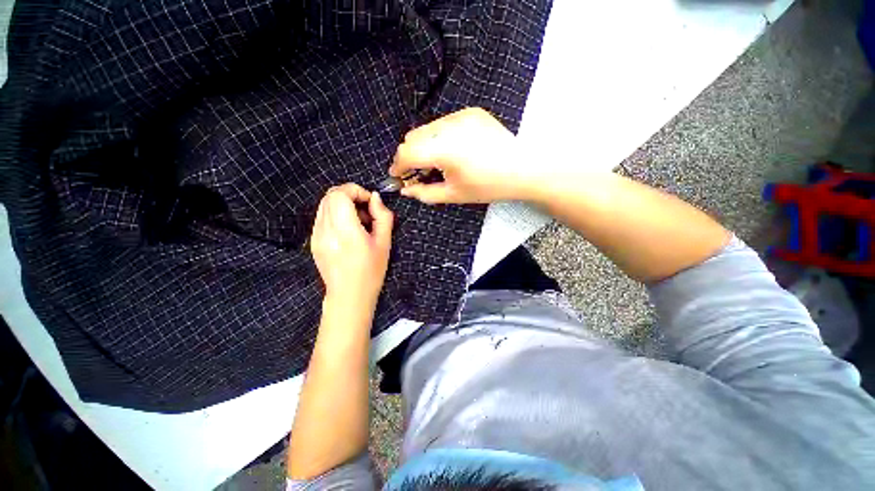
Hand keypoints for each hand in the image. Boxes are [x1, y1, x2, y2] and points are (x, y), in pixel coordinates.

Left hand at [310, 183, 393, 309]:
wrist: (349, 296)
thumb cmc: (371, 271)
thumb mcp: (385, 244)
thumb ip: (382, 216)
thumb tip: (375, 197)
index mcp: (345, 231)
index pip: (340, 195)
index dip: (356, 191)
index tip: (369, 202)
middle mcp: (326, 230)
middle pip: (330, 196)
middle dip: (350, 195)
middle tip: (365, 210)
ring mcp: (316, 236)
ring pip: (324, 204)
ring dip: (342, 204)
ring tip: (358, 221)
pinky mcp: (313, 241)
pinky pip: (322, 216)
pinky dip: (335, 214)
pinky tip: (348, 230)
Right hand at [389, 107, 536, 203]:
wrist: (523, 169)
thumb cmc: (489, 186)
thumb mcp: (454, 195)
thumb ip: (425, 193)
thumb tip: (406, 190)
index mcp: (444, 150)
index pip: (407, 153)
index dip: (398, 166)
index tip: (398, 176)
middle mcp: (449, 126)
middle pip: (413, 137)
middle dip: (408, 156)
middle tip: (417, 173)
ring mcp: (461, 115)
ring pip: (427, 129)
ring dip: (423, 146)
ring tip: (435, 163)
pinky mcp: (471, 112)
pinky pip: (444, 124)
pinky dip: (439, 137)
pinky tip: (452, 151)